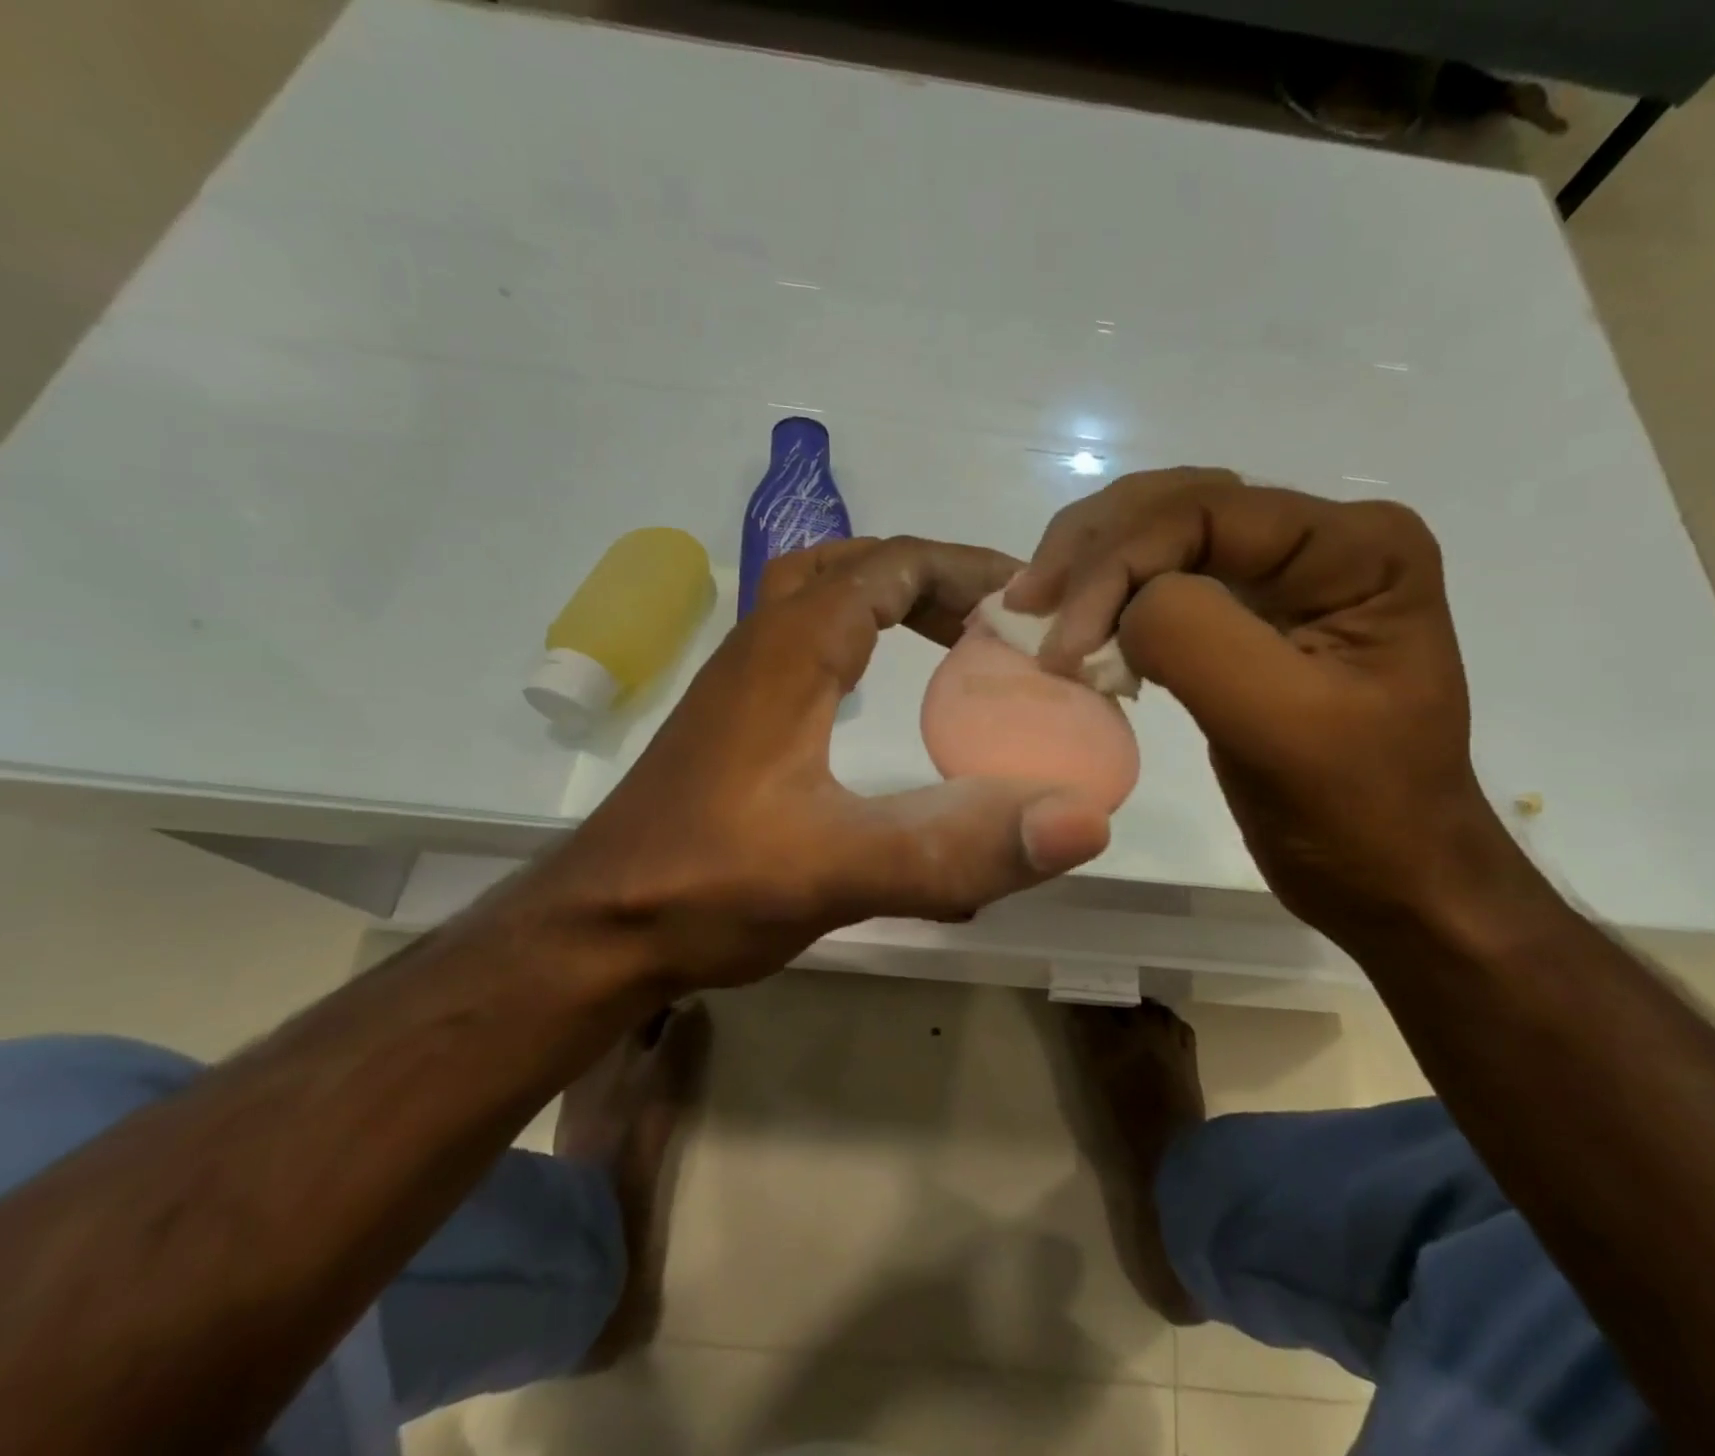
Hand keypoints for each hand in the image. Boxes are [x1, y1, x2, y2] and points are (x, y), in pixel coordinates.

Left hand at [530, 536, 1112, 992]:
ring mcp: (741, 682)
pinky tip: (878, 692)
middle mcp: (762, 647)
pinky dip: (857, 639)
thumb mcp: (839, 871)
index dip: (966, 568)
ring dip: (890, 600)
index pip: (890, 566)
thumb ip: (958, 849)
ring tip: (952, 641)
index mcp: (791, 652)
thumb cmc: (706, 888)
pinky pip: (805, 644)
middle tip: (995, 620)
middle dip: (932, 577)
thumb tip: (1084, 823)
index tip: (1029, 599)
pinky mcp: (734, 719)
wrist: (593, 931)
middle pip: (854, 567)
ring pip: (821, 599)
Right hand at [1006, 468, 1531, 936]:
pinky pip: (1168, 582)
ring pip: (1165, 534)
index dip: (1119, 562)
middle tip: (1026, 602)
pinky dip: (1112, 597)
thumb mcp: (1282, 726)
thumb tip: (1119, 604)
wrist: (1392, 877)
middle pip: (1180, 505)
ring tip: (1037, 609)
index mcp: (1357, 546)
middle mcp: (1323, 539)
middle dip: (1094, 548)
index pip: (1209, 511)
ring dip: (1093, 565)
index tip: (1061, 643)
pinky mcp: (1253, 618)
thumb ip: (1195, 638)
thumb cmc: (1355, 815)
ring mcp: (1288, 576)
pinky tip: (1079, 628)